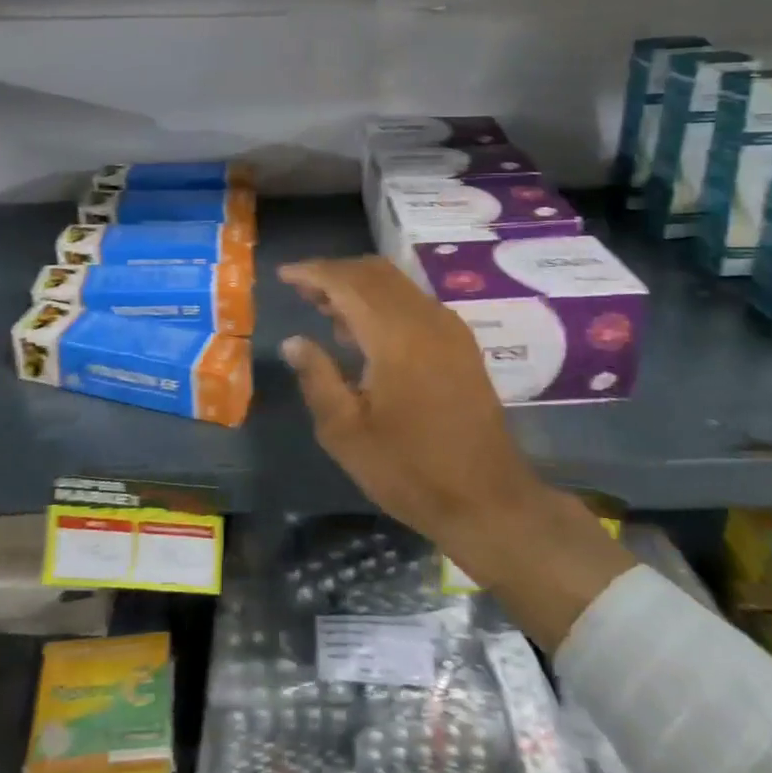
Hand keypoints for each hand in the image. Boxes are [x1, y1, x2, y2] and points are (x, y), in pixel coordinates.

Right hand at [278, 258, 542, 560]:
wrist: (488, 500)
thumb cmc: (409, 470)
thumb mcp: (346, 433)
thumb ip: (317, 378)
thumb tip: (293, 341)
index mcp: (395, 336)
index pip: (347, 282)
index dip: (312, 272)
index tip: (283, 274)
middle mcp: (425, 318)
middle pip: (374, 272)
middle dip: (334, 273)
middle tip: (301, 289)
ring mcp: (449, 328)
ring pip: (396, 283)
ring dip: (359, 285)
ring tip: (324, 308)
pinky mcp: (461, 343)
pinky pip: (414, 301)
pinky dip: (383, 301)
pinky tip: (364, 332)